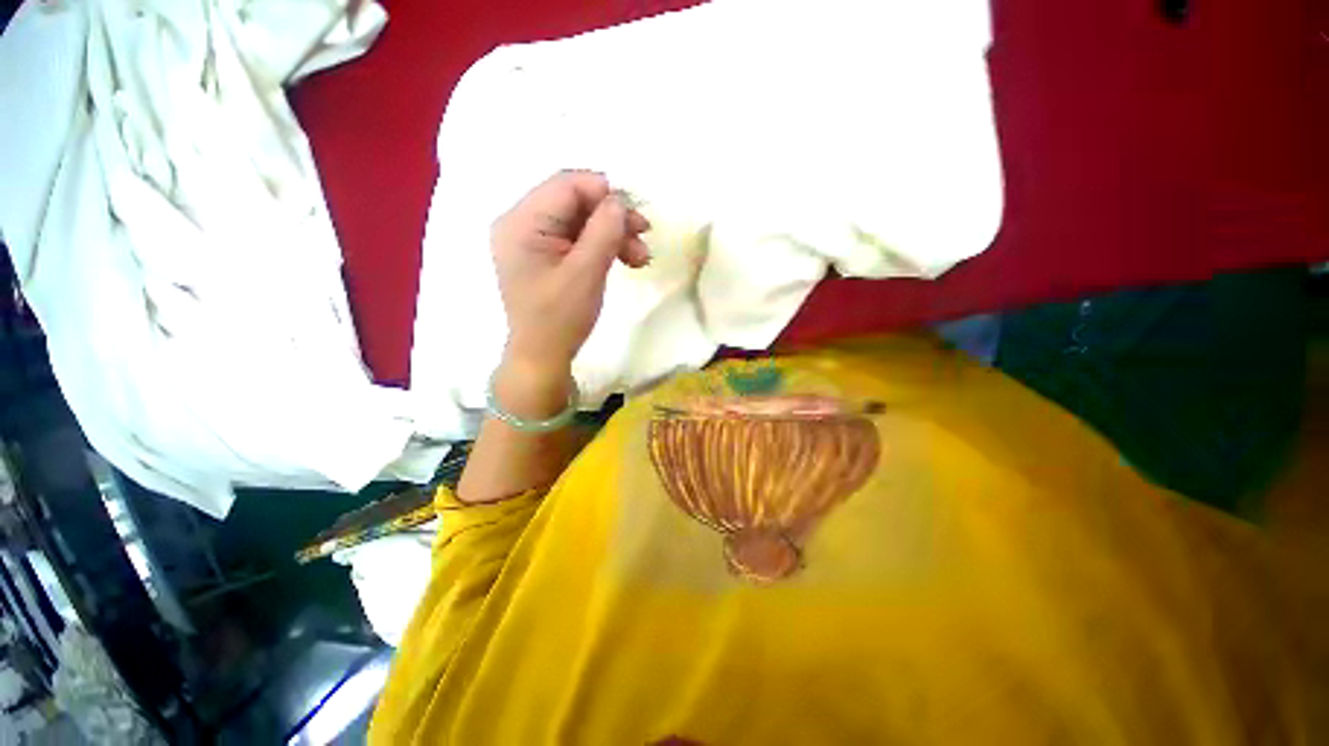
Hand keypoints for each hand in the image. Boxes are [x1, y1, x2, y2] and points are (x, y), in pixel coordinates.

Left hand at [490, 170, 650, 378]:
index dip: (605, 193)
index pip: (566, 185)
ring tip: (641, 258)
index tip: (636, 216)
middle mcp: (522, 223)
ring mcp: (533, 240)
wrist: (543, 356)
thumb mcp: (585, 273)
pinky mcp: (546, 256)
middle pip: (575, 202)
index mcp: (521, 222)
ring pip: (581, 221)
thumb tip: (620, 200)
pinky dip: (603, 246)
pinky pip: (578, 239)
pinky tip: (625, 260)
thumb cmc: (560, 318)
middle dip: (613, 218)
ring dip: (613, 234)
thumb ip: (604, 231)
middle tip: (645, 236)